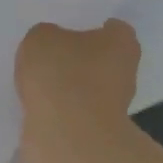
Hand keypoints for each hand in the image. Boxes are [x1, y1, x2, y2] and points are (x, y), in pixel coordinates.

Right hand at [15, 19, 141, 162]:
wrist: (67, 135)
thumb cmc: (61, 74)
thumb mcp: (41, 38)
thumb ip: (47, 37)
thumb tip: (51, 47)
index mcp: (120, 43)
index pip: (115, 29)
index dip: (97, 28)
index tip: (76, 30)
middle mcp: (125, 73)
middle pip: (104, 59)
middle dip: (82, 58)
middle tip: (53, 55)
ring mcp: (113, 106)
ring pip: (90, 88)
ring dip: (70, 87)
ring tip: (39, 83)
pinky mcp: (96, 132)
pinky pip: (75, 113)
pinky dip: (60, 110)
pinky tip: (38, 106)